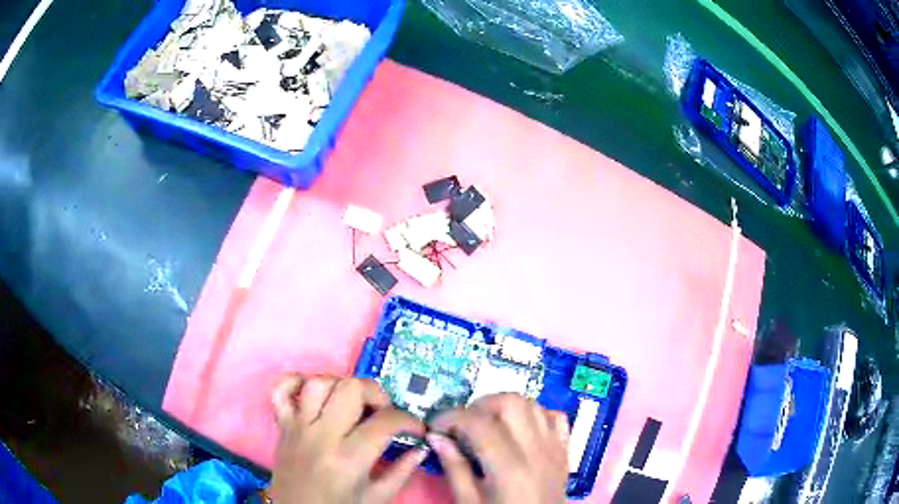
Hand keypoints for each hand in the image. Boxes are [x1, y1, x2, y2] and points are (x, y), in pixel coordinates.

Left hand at [269, 375, 428, 503]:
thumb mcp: (376, 498)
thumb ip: (401, 472)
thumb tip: (421, 448)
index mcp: (349, 458)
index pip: (385, 422)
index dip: (409, 420)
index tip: (416, 429)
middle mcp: (321, 436)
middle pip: (350, 389)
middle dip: (376, 393)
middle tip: (384, 411)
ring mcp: (297, 427)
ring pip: (318, 383)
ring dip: (341, 385)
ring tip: (353, 402)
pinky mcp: (282, 426)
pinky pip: (279, 390)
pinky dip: (294, 381)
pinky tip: (313, 391)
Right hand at [429, 394, 568, 503]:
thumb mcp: (469, 502)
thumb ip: (454, 468)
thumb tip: (436, 437)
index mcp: (509, 468)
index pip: (479, 424)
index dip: (451, 418)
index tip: (435, 426)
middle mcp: (536, 451)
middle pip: (511, 403)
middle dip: (480, 406)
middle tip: (463, 425)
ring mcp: (554, 448)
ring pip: (533, 405)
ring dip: (506, 407)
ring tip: (487, 425)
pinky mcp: (565, 451)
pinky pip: (555, 417)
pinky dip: (535, 414)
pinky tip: (519, 429)